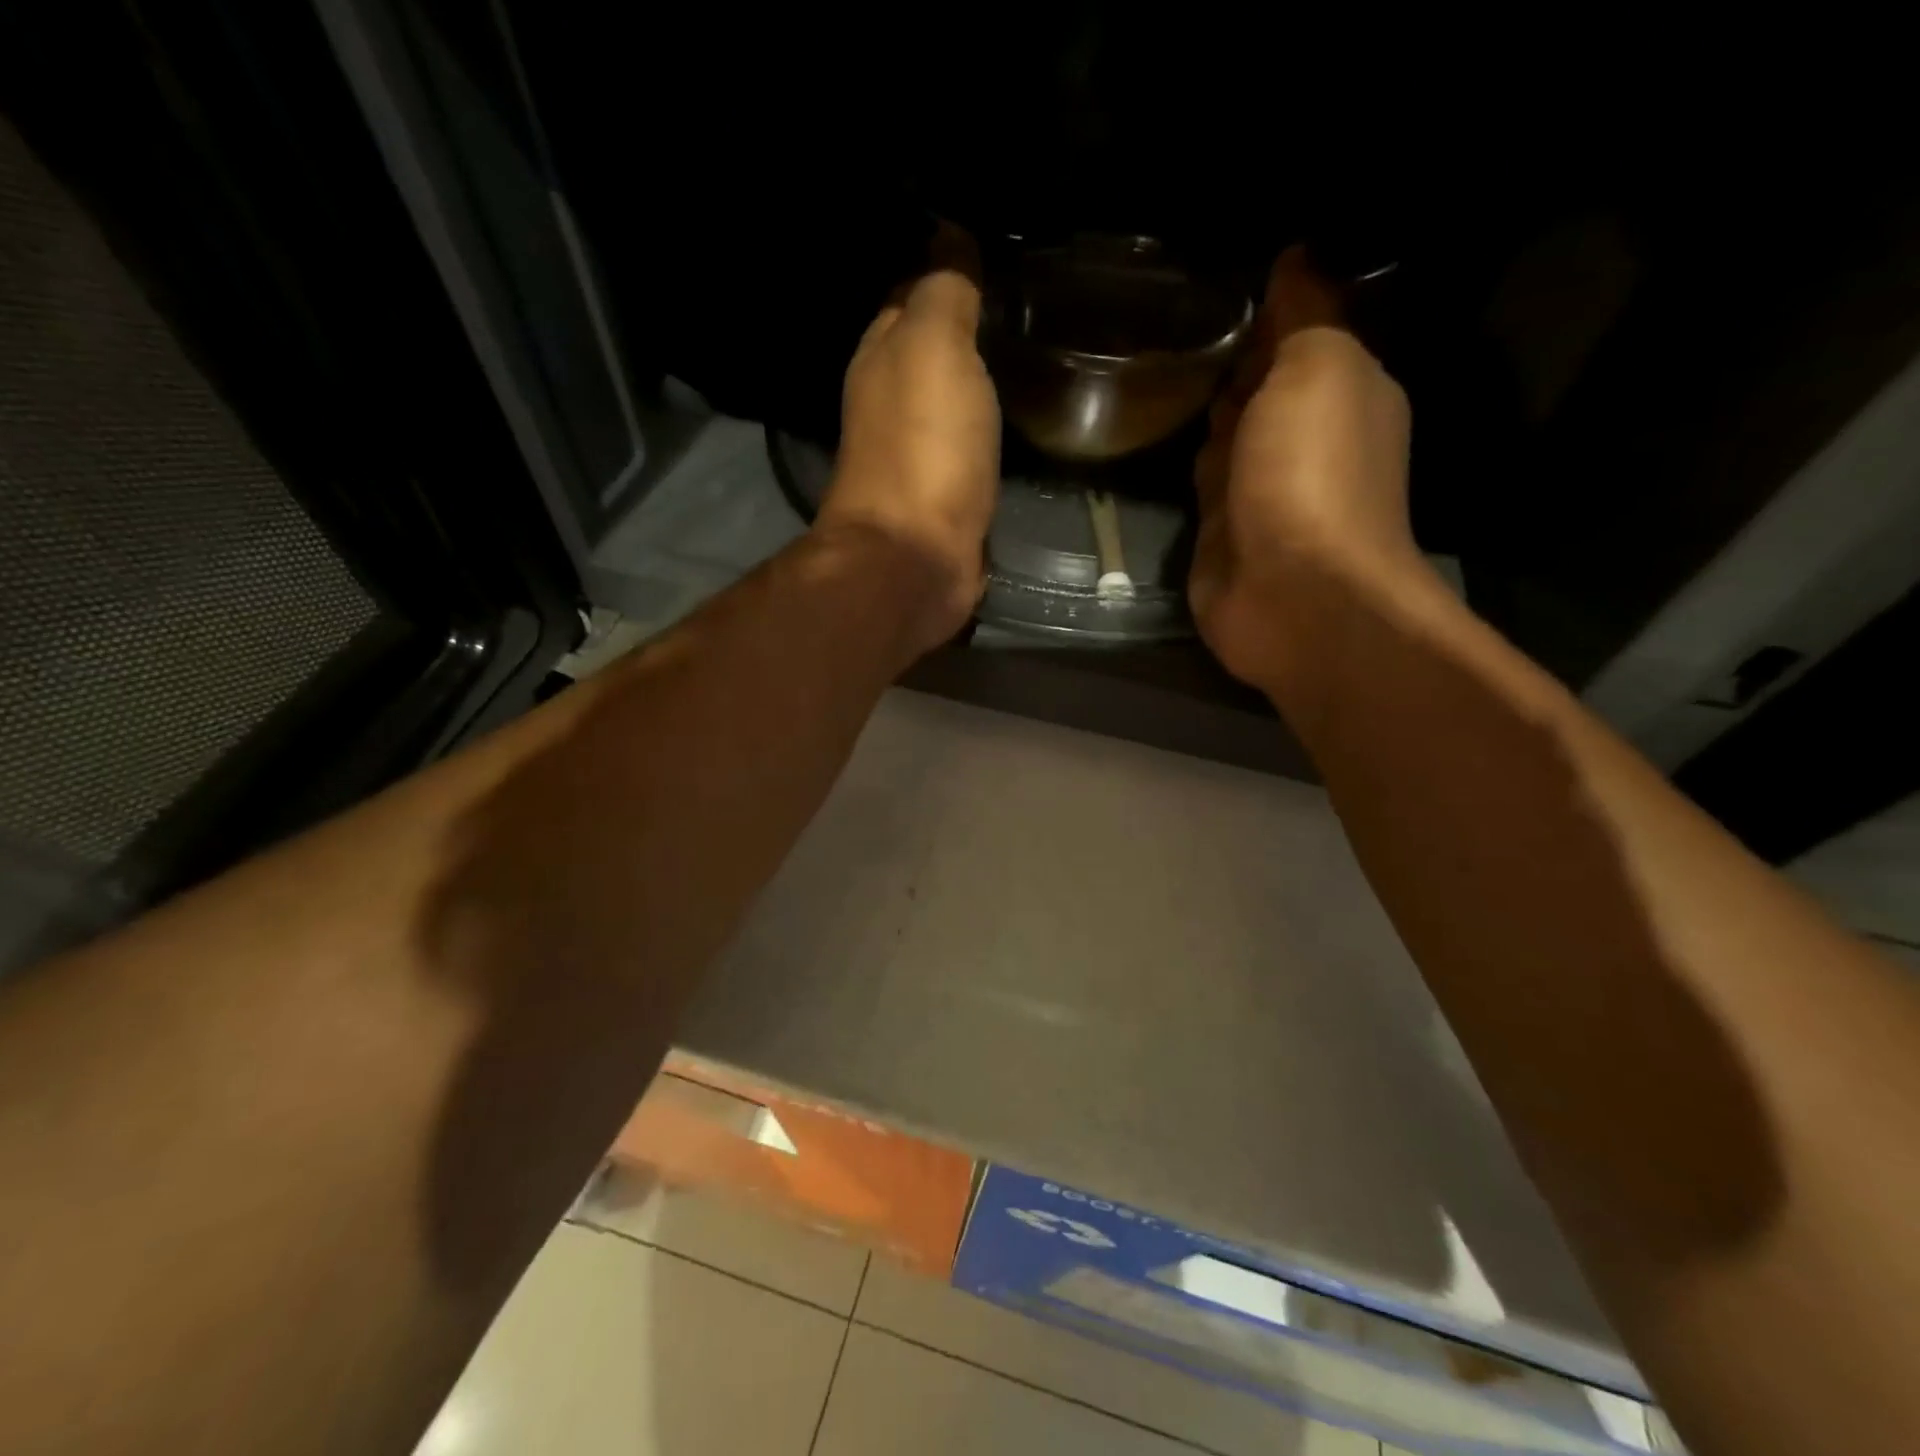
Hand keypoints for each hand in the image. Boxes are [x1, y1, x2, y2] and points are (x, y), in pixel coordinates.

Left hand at [818, 254, 999, 652]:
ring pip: (954, 405)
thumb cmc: (924, 445)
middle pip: (933, 356)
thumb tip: (950, 235)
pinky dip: (990, 432)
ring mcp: (918, 456)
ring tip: (1035, 355)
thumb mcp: (934, 346)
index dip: (950, 274)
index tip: (999, 256)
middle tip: (1031, 307)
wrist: (917, 556)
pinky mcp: (946, 499)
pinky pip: (972, 449)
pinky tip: (1021, 420)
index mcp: (881, 356)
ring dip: (981, 386)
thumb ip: (944, 292)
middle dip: (970, 332)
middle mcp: (891, 403)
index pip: (913, 296)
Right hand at [1189, 248, 1421, 695]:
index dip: (1267, 313)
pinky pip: (1201, 488)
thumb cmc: (1311, 473)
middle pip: (1262, 392)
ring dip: (1205, 418)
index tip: (1216, 284)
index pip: (1301, 340)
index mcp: (1345, 394)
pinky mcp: (1223, 536)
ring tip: (1155, 373)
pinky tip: (1156, 442)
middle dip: (1230, 367)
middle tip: (1175, 329)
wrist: (1290, 591)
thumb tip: (1294, 257)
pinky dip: (1189, 468)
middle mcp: (1306, 443)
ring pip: (1228, 440)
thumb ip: (1303, 314)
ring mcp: (1262, 494)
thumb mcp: (1317, 368)